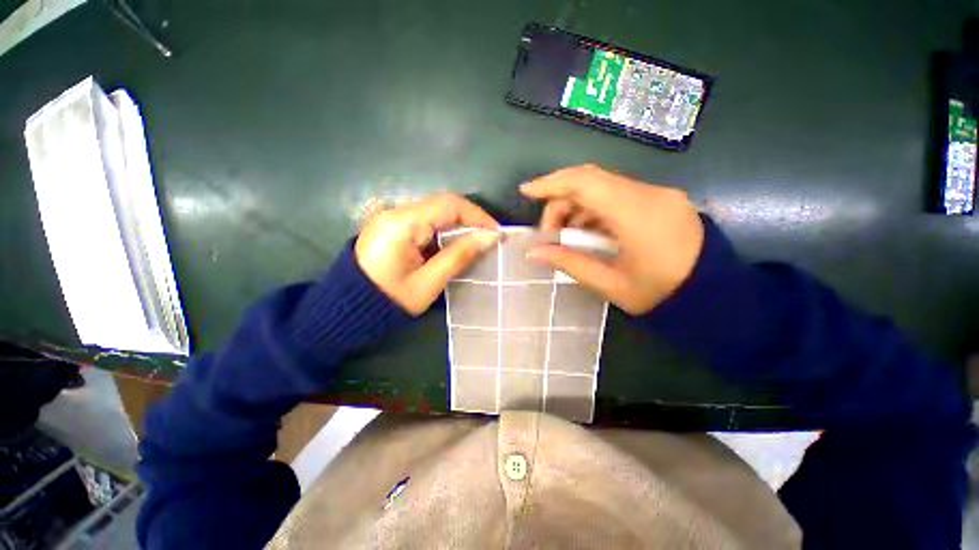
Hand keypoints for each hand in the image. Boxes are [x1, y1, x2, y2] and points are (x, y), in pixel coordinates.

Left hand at [355, 194, 498, 314]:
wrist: (348, 309)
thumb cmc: (389, 301)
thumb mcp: (429, 282)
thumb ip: (459, 256)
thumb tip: (490, 237)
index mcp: (402, 223)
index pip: (449, 205)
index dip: (477, 215)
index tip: (496, 232)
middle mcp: (395, 211)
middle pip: (442, 204)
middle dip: (469, 219)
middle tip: (489, 237)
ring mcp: (390, 217)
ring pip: (434, 211)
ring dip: (457, 224)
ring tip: (476, 241)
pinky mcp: (390, 225)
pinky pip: (424, 220)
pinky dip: (443, 229)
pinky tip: (453, 243)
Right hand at [521, 164, 703, 314]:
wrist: (715, 296)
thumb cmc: (662, 295)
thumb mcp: (610, 284)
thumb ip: (569, 263)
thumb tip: (534, 253)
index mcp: (637, 214)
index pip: (585, 182)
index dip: (550, 183)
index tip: (526, 192)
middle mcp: (649, 194)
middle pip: (591, 181)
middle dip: (561, 201)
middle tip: (549, 232)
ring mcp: (658, 194)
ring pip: (603, 187)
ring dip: (577, 207)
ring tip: (567, 236)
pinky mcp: (661, 200)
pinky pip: (618, 196)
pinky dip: (595, 210)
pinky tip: (589, 232)